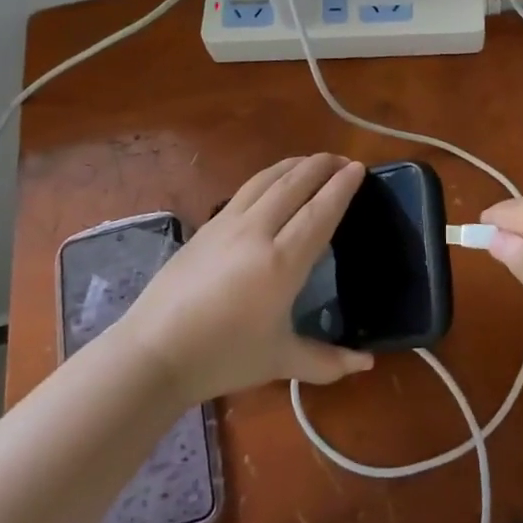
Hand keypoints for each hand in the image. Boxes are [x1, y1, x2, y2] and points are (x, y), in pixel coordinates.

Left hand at [115, 154, 375, 403]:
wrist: (154, 352)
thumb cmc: (222, 358)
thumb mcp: (280, 361)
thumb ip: (327, 360)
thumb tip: (368, 363)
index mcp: (282, 263)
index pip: (320, 212)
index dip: (341, 188)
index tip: (359, 169)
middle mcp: (257, 232)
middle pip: (294, 185)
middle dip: (321, 166)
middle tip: (343, 159)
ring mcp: (228, 224)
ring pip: (267, 180)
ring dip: (294, 165)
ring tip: (312, 162)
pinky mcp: (207, 226)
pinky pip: (246, 189)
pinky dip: (269, 177)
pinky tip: (273, 182)